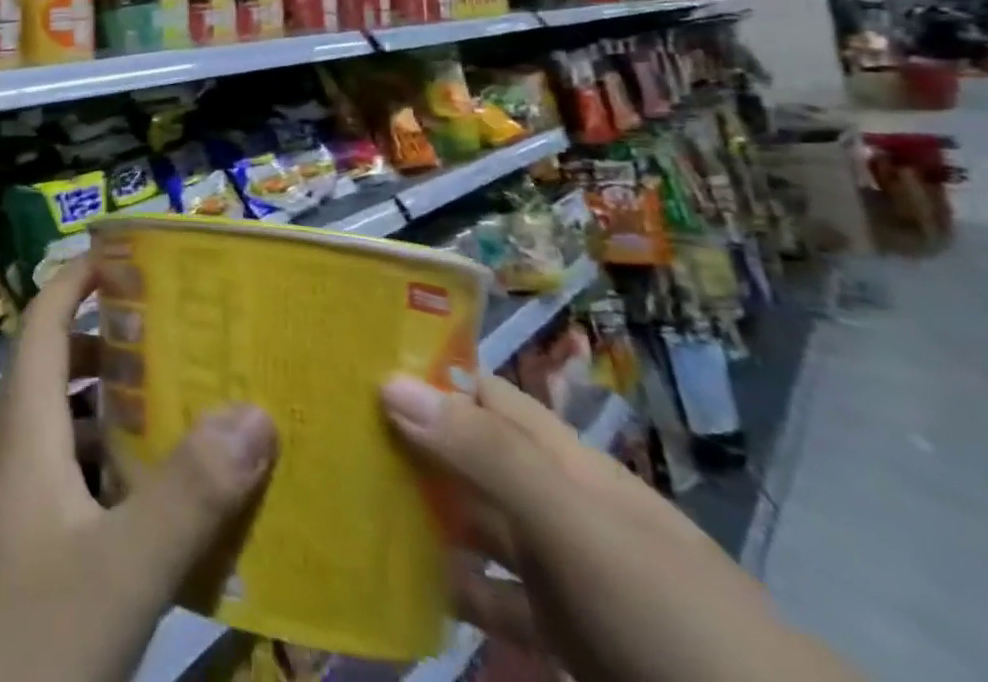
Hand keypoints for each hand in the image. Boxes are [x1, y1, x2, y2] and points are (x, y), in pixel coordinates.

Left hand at [0, 258, 277, 681]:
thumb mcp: (118, 572)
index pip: (44, 318)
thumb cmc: (20, 639)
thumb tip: (254, 410)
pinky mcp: (2, 554)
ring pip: (58, 430)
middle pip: (55, 369)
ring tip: (177, 417)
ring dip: (111, 414)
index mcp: (23, 426)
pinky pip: (57, 483)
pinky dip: (100, 475)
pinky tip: (143, 514)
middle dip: (113, 347)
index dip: (80, 278)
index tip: (130, 258)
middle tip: (178, 343)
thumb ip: (188, 495)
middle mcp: (7, 450)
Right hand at [382, 374, 863, 681]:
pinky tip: (394, 578)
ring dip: (413, 510)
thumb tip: (388, 380)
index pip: (476, 389)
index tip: (346, 357)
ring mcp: (555, 566)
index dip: (418, 367)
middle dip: (400, 436)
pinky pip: (483, 594)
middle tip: (320, 424)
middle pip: (462, 452)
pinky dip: (443, 585)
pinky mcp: (556, 630)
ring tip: (337, 493)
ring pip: (466, 521)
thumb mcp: (578, 525)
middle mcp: (549, 498)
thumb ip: (488, 455)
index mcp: (558, 456)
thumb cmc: (668, 610)